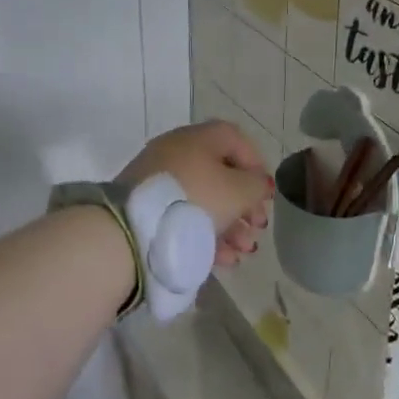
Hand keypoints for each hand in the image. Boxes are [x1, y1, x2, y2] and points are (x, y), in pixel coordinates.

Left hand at [120, 120, 273, 267]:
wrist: (133, 230)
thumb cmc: (196, 200)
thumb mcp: (238, 191)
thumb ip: (256, 184)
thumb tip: (257, 183)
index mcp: (197, 138)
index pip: (235, 140)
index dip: (256, 165)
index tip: (266, 195)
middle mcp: (176, 153)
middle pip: (220, 175)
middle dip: (244, 204)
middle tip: (258, 227)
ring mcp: (158, 183)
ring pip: (203, 200)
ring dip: (229, 226)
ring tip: (244, 251)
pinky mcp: (145, 210)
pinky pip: (183, 218)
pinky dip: (205, 236)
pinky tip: (224, 260)